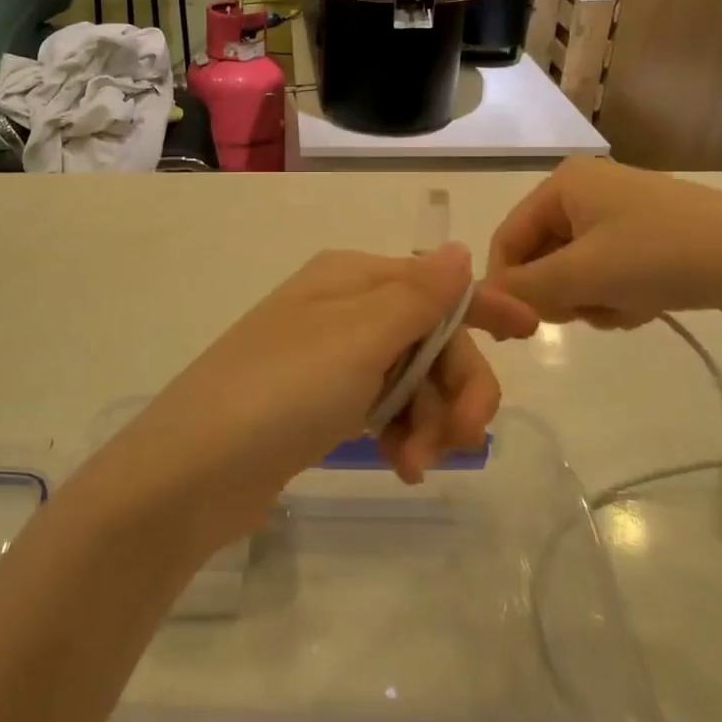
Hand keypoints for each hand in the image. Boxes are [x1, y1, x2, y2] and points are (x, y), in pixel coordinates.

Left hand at [117, 245, 536, 543]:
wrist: (191, 471)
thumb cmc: (280, 391)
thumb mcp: (357, 338)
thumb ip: (417, 296)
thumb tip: (458, 249)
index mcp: (351, 280)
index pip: (434, 284)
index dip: (484, 306)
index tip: (530, 333)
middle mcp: (343, 311)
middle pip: (430, 338)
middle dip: (455, 387)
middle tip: (462, 440)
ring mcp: (330, 359)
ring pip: (412, 379)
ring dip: (429, 421)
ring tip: (414, 464)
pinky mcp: (320, 406)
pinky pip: (384, 408)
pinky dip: (401, 434)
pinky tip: (400, 466)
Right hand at [488, 158, 721, 327]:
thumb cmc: (662, 255)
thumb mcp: (584, 274)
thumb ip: (525, 289)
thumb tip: (481, 300)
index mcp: (563, 183)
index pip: (508, 238)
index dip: (507, 284)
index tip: (520, 328)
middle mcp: (585, 189)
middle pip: (541, 255)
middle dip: (561, 293)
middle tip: (587, 313)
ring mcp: (619, 211)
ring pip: (574, 270)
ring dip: (590, 298)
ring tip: (625, 308)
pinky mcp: (647, 234)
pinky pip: (606, 271)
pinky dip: (616, 294)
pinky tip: (645, 304)